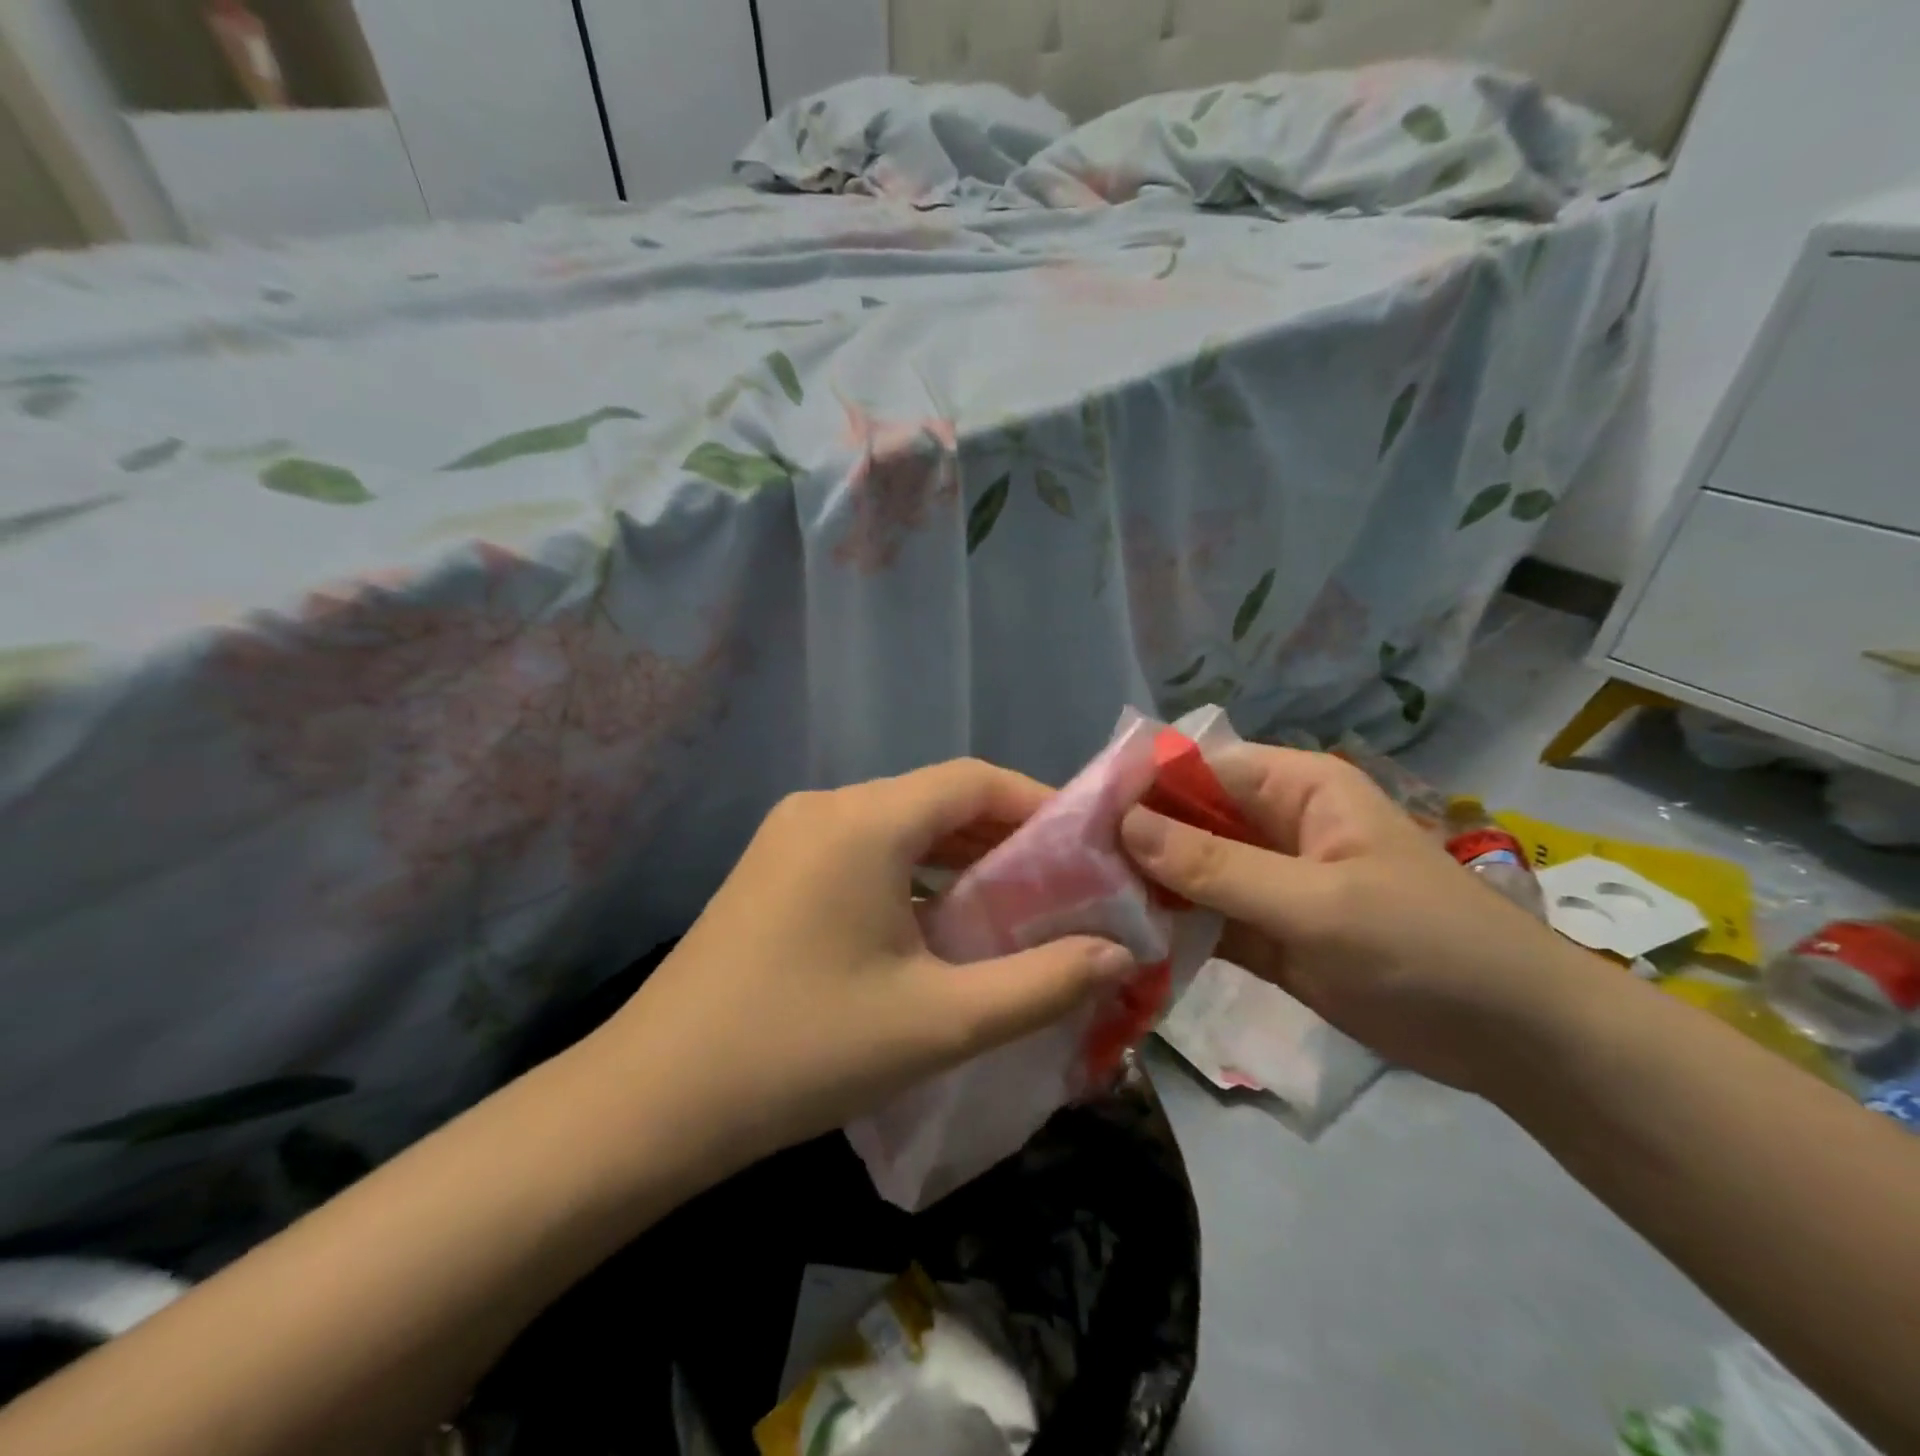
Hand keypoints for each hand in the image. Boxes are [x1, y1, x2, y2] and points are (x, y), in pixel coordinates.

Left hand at [594, 760, 1136, 1172]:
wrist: (651, 1103)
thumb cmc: (802, 1052)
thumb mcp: (938, 1022)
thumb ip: (1042, 985)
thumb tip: (1120, 956)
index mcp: (863, 821)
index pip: (973, 779)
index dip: (1039, 802)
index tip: (1089, 844)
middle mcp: (825, 807)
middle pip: (936, 800)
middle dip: (1004, 835)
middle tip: (1064, 884)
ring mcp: (790, 836)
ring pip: (899, 826)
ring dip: (958, 857)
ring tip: (1014, 904)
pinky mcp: (773, 869)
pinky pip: (864, 851)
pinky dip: (913, 874)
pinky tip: (938, 922)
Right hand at [1120, 744, 1587, 1092]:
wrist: (1512, 1039)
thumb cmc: (1423, 946)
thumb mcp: (1315, 903)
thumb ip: (1216, 866)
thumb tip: (1124, 824)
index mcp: (1294, 788)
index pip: (1195, 770)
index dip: (1138, 789)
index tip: (1075, 821)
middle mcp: (1273, 823)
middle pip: (1185, 819)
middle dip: (1133, 841)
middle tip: (1064, 870)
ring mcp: (1267, 879)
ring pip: (1189, 869)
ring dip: (1144, 885)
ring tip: (1078, 905)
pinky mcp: (1266, 930)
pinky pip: (1204, 915)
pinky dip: (1170, 926)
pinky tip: (1121, 940)